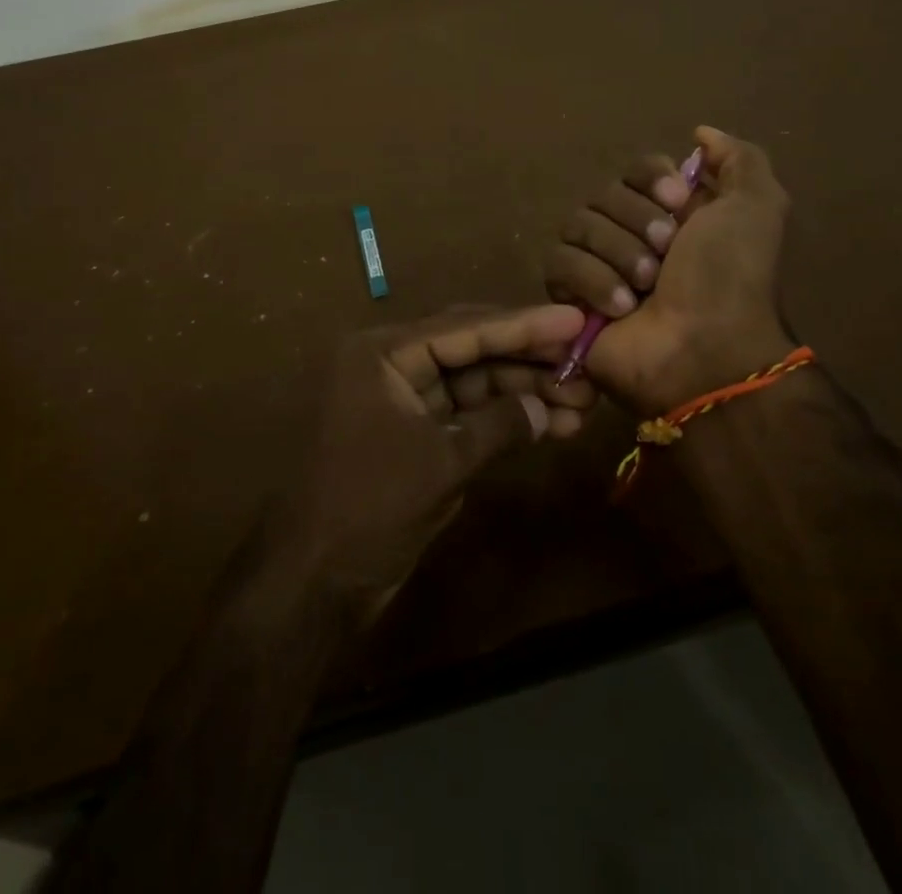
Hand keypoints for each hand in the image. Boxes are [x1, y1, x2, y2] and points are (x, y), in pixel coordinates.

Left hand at [271, 304, 595, 624]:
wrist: (315, 581)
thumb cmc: (371, 506)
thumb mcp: (442, 462)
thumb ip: (499, 426)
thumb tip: (548, 408)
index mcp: (383, 353)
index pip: (465, 328)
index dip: (524, 325)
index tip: (574, 320)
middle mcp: (391, 365)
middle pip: (471, 349)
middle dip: (528, 359)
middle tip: (585, 361)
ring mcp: (402, 400)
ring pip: (472, 383)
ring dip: (523, 391)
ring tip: (582, 401)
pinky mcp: (413, 433)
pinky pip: (464, 414)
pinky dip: (503, 420)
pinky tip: (550, 424)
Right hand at [545, 126, 795, 414]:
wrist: (704, 351)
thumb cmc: (731, 278)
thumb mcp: (758, 208)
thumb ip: (739, 159)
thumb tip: (700, 133)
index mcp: (671, 213)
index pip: (637, 167)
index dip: (652, 179)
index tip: (678, 201)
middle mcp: (631, 233)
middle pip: (604, 194)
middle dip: (637, 222)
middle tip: (666, 255)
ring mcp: (598, 265)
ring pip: (578, 225)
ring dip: (617, 254)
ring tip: (645, 288)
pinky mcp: (569, 296)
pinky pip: (559, 263)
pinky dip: (592, 281)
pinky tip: (621, 308)